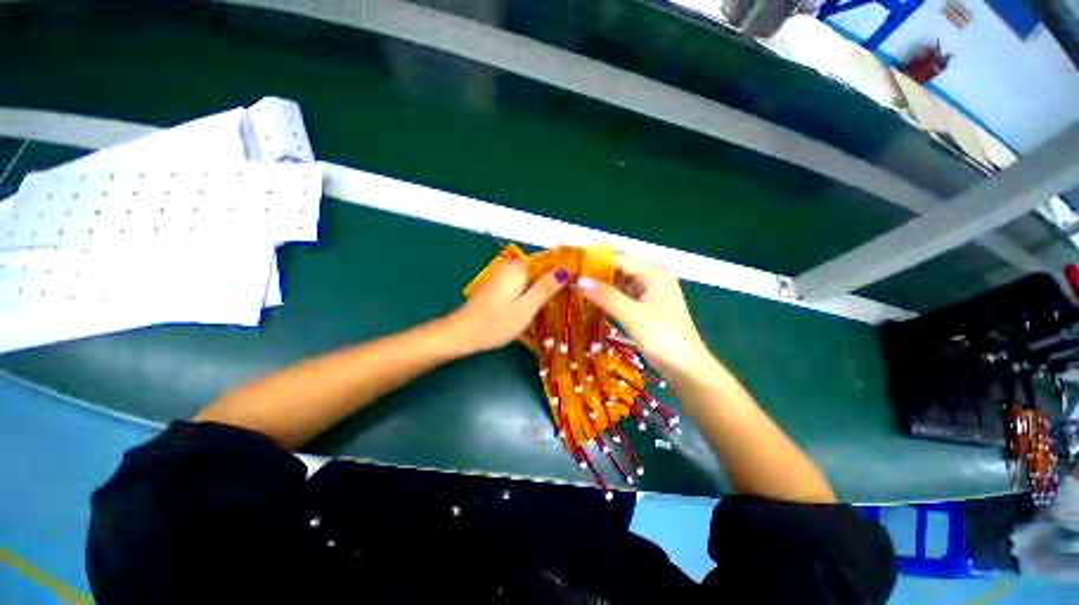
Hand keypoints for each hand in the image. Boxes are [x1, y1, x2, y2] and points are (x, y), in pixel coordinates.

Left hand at [447, 260, 566, 353]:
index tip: (578, 290)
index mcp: (519, 268)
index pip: (550, 263)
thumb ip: (545, 288)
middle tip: (570, 304)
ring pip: (533, 280)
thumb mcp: (525, 309)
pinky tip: (539, 310)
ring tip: (558, 309)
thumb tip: (566, 269)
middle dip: (555, 285)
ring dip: (544, 292)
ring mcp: (504, 275)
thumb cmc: (494, 324)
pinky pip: (523, 286)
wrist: (461, 334)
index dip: (565, 275)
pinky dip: (532, 295)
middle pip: (542, 271)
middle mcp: (511, 267)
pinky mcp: (500, 285)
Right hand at [575, 254, 710, 377]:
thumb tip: (578, 279)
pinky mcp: (643, 307)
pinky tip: (589, 297)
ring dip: (599, 284)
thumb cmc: (663, 337)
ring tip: (573, 283)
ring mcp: (647, 293)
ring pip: (618, 282)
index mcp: (654, 273)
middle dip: (595, 271)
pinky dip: (606, 296)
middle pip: (618, 268)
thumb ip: (605, 296)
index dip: (594, 259)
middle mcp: (651, 278)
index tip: (571, 262)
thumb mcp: (632, 315)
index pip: (619, 258)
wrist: (686, 368)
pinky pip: (621, 296)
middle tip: (568, 273)